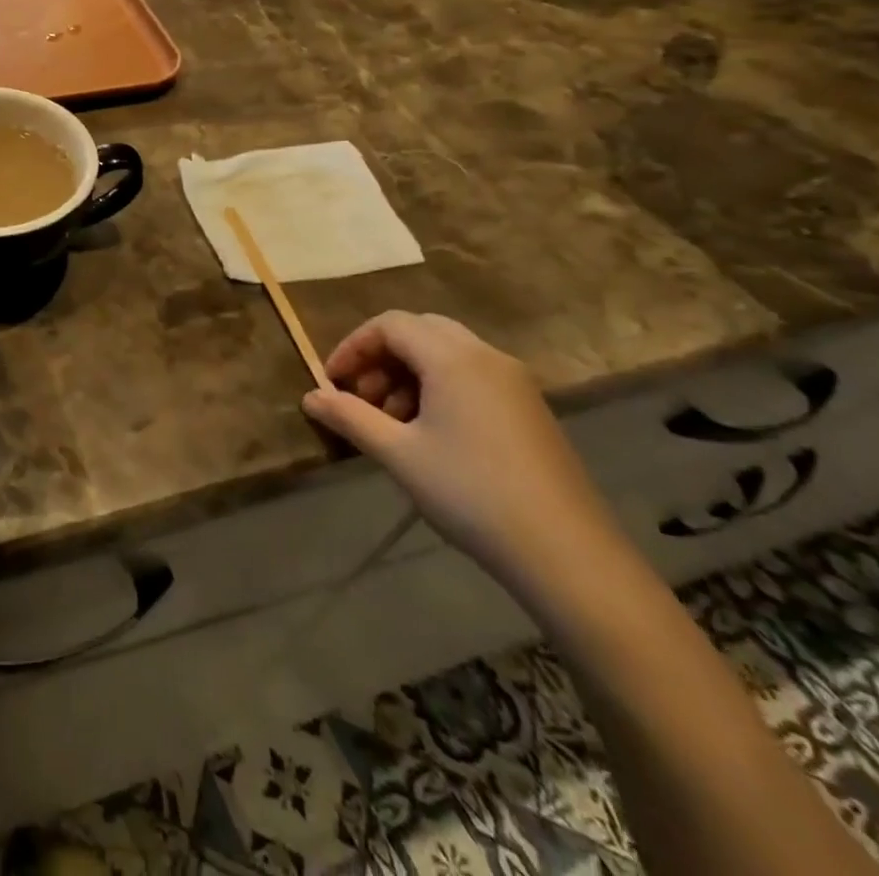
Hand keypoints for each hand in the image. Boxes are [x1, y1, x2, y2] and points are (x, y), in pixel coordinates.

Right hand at [302, 311, 619, 590]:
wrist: (568, 554)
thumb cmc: (470, 493)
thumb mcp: (398, 454)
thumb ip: (349, 417)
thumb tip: (310, 396)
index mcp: (453, 358)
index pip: (390, 324)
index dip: (353, 346)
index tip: (332, 382)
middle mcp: (486, 356)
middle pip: (420, 331)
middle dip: (381, 357)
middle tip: (361, 397)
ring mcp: (515, 382)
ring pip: (447, 354)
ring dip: (408, 374)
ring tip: (391, 421)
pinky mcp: (530, 410)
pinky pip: (472, 376)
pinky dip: (439, 388)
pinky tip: (430, 434)